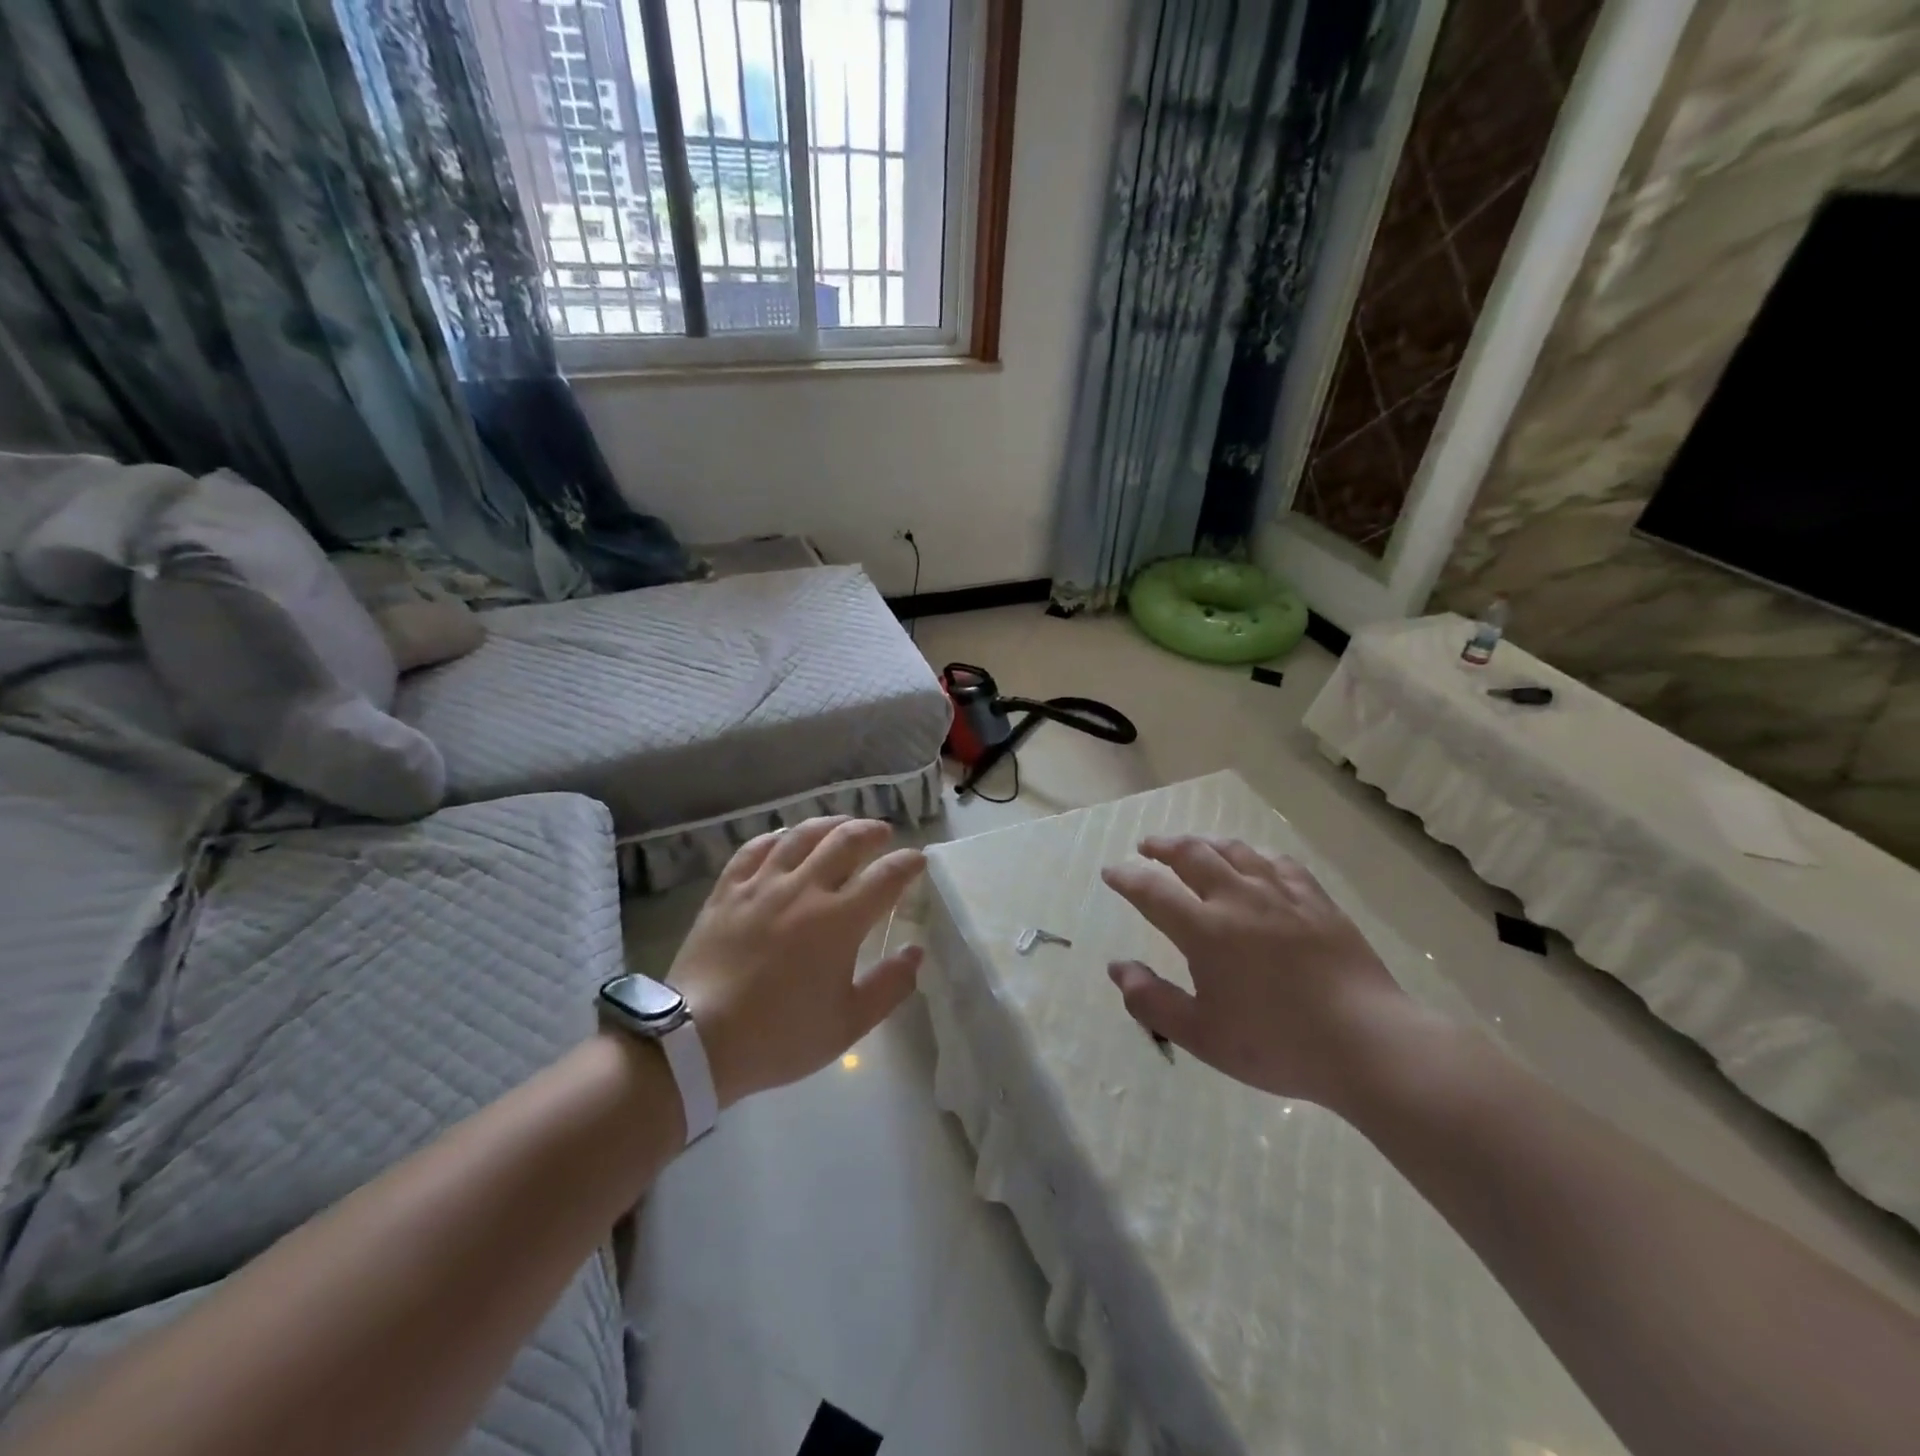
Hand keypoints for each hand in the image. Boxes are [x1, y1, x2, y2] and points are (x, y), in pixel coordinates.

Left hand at [669, 816, 925, 1107]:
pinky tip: (785, 838)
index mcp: (839, 920)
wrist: (698, 1042)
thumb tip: (915, 952)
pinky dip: (777, 837)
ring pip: (801, 836)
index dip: (907, 863)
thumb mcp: (848, 1024)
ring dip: (829, 824)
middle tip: (882, 833)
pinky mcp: (727, 890)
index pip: (886, 877)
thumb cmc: (780, 1035)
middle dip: (871, 831)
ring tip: (842, 825)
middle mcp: (804, 890)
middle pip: (845, 841)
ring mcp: (762, 885)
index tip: (917, 860)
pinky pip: (755, 848)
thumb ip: (889, 986)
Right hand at [1101, 836, 1422, 1105]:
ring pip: (1234, 850)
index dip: (1127, 877)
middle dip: (1162, 846)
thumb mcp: (1202, 1035)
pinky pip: (1278, 862)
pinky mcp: (1316, 900)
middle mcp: (1238, 899)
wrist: (1368, 1043)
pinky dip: (1253, 855)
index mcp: (1205, 930)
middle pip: (1192, 854)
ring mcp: (1281, 894)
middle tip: (1146, 847)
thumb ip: (1153, 1001)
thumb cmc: (1277, 1044)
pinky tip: (1253, 860)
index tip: (1111, 872)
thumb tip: (1118, 968)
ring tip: (1192, 845)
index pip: (1153, 891)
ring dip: (1204, 842)